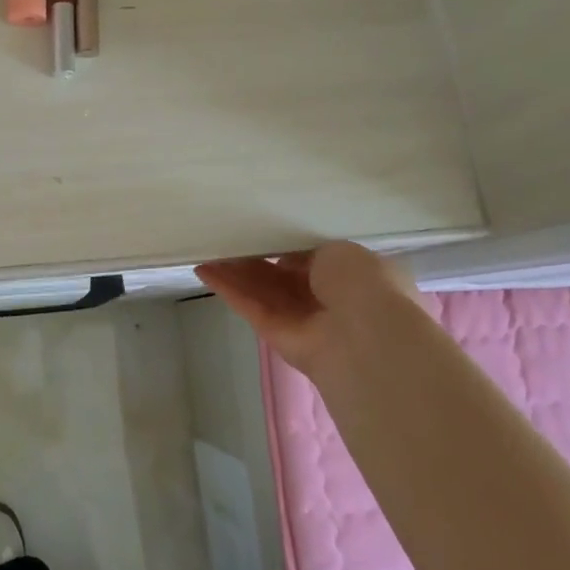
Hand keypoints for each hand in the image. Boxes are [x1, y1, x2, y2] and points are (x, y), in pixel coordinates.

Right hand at [195, 242, 417, 385]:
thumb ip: (309, 251)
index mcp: (353, 279)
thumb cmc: (364, 285)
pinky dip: (227, 288)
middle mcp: (328, 301)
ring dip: (236, 271)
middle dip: (256, 258)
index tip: (263, 230)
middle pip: (283, 276)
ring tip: (208, 248)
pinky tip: (203, 269)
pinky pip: (250, 306)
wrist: (366, 339)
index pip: (315, 260)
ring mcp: (301, 320)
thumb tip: (287, 258)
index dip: (288, 247)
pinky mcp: (276, 334)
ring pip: (262, 290)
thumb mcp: (341, 251)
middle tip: (228, 237)